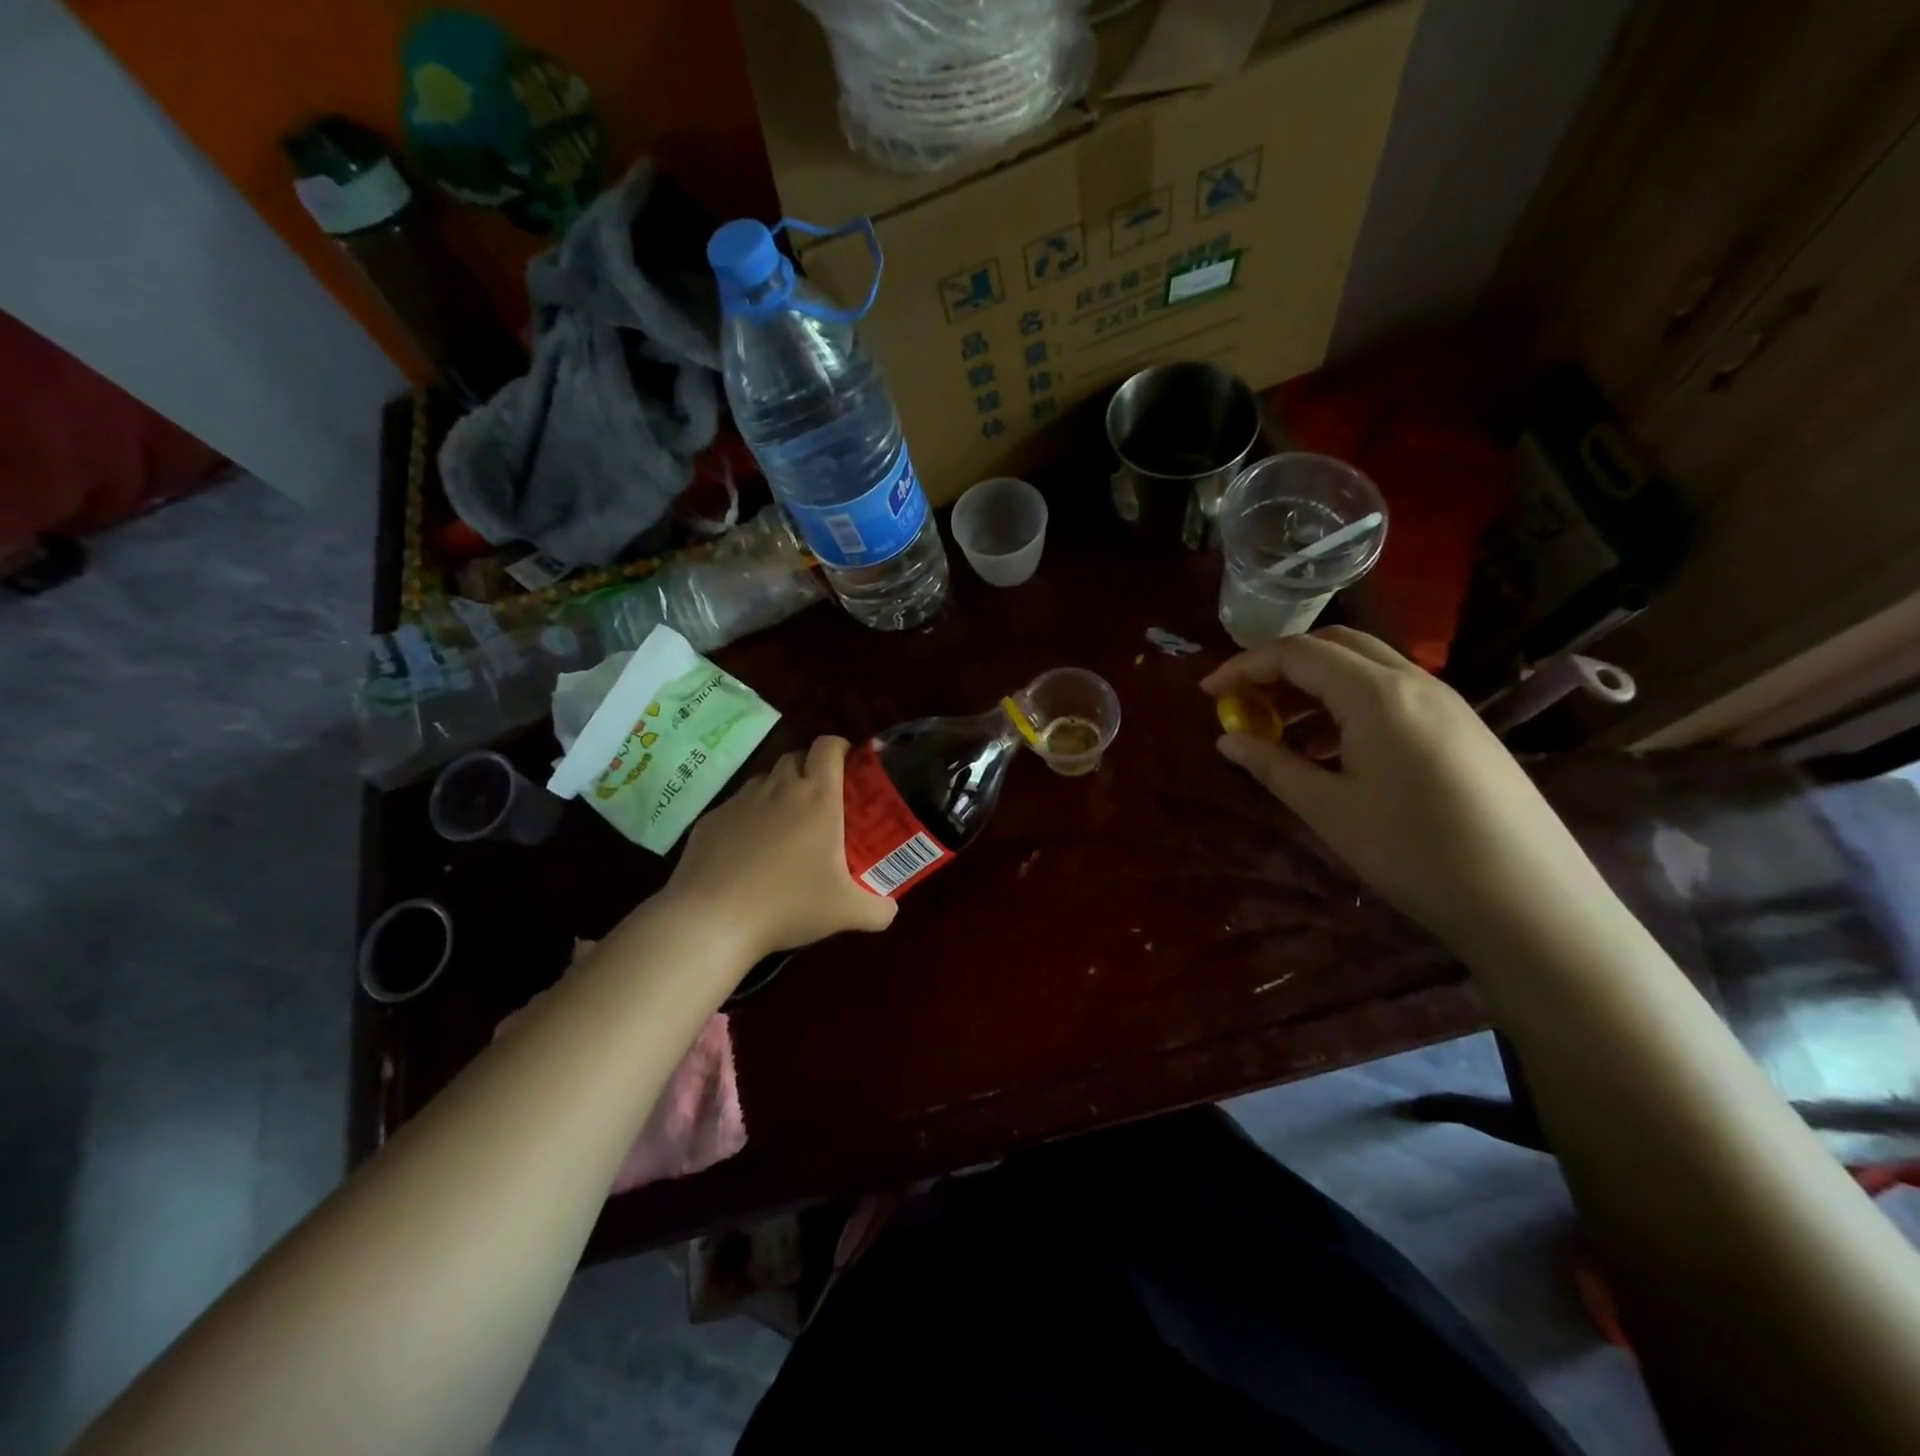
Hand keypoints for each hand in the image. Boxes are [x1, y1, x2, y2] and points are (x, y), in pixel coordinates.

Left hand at [664, 736, 896, 956]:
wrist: (713, 919)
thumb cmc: (789, 905)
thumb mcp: (847, 913)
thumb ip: (879, 909)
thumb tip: (891, 908)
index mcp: (817, 797)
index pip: (828, 747)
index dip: (840, 748)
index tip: (849, 766)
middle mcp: (779, 789)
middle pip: (796, 757)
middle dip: (811, 769)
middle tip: (822, 801)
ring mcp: (740, 802)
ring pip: (764, 780)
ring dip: (779, 792)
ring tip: (786, 826)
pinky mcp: (711, 820)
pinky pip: (736, 808)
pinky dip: (748, 819)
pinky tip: (748, 853)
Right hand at [1202, 628, 1608, 948]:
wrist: (1529, 901)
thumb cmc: (1414, 851)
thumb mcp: (1329, 809)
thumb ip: (1272, 765)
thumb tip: (1227, 740)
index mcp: (1376, 694)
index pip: (1297, 653)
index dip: (1244, 666)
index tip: (1208, 692)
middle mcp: (1414, 682)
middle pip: (1335, 645)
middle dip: (1280, 665)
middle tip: (1245, 702)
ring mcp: (1445, 703)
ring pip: (1366, 667)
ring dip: (1315, 684)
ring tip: (1281, 728)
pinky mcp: (1462, 728)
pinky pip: (1392, 693)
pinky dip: (1348, 703)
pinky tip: (1333, 747)